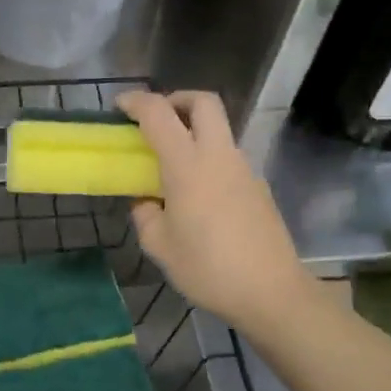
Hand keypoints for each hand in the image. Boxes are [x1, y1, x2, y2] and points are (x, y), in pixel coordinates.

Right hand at [117, 90, 311, 332]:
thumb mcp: (160, 246)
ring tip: (172, 166)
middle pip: (203, 102)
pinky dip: (208, 159)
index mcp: (187, 165)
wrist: (270, 290)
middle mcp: (218, 156)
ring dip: (194, 131)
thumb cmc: (207, 268)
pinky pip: (228, 158)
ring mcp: (243, 169)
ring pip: (219, 130)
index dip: (136, 102)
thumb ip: (146, 216)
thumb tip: (147, 202)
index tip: (120, 107)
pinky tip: (197, 196)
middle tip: (156, 121)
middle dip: (176, 100)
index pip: (159, 114)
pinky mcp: (258, 186)